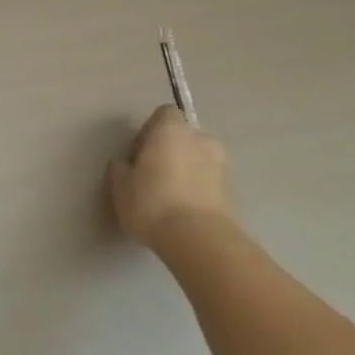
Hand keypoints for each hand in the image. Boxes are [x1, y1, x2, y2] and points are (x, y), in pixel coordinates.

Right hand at [108, 105, 235, 249]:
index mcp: (172, 128)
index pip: (163, 114)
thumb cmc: (152, 203)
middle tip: (153, 176)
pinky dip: (199, 189)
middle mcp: (201, 138)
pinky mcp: (234, 191)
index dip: (150, 131)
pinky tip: (184, 211)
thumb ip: (120, 168)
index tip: (139, 154)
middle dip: (170, 151)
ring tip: (170, 197)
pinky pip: (210, 182)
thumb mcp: (120, 186)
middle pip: (183, 136)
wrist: (199, 240)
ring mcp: (222, 164)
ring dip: (187, 170)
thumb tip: (125, 165)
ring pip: (199, 159)